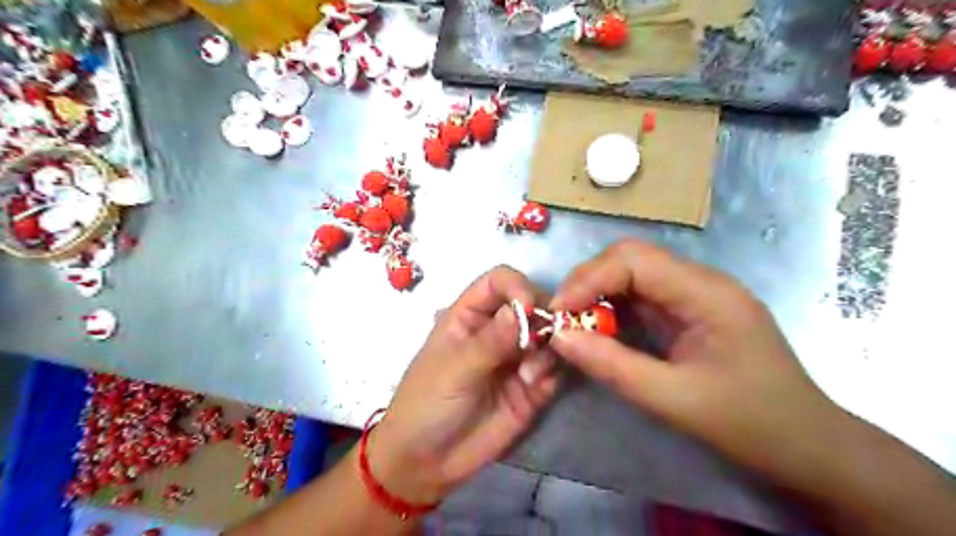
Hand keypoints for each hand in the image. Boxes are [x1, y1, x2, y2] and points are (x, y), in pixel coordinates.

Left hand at [367, 268, 562, 506]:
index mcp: (469, 316)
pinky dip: (552, 374)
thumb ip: (491, 341)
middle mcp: (497, 331)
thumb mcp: (454, 369)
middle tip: (540, 343)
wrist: (426, 463)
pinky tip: (536, 389)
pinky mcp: (530, 387)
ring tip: (529, 377)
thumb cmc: (427, 404)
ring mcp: (515, 359)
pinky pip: (553, 370)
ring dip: (547, 350)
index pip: (499, 282)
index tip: (530, 308)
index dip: (518, 287)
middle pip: (531, 305)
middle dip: (542, 319)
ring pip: (547, 337)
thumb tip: (523, 308)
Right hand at [549, 240, 838, 470]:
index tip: (557, 313)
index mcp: (706, 292)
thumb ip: (612, 365)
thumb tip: (559, 337)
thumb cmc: (750, 423)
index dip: (588, 279)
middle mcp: (700, 282)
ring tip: (573, 324)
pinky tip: (600, 330)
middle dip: (588, 283)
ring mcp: (695, 295)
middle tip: (561, 318)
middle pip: (630, 259)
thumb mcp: (673, 399)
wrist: (809, 447)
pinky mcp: (689, 312)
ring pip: (632, 275)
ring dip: (597, 294)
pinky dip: (612, 308)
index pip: (633, 259)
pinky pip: (641, 296)